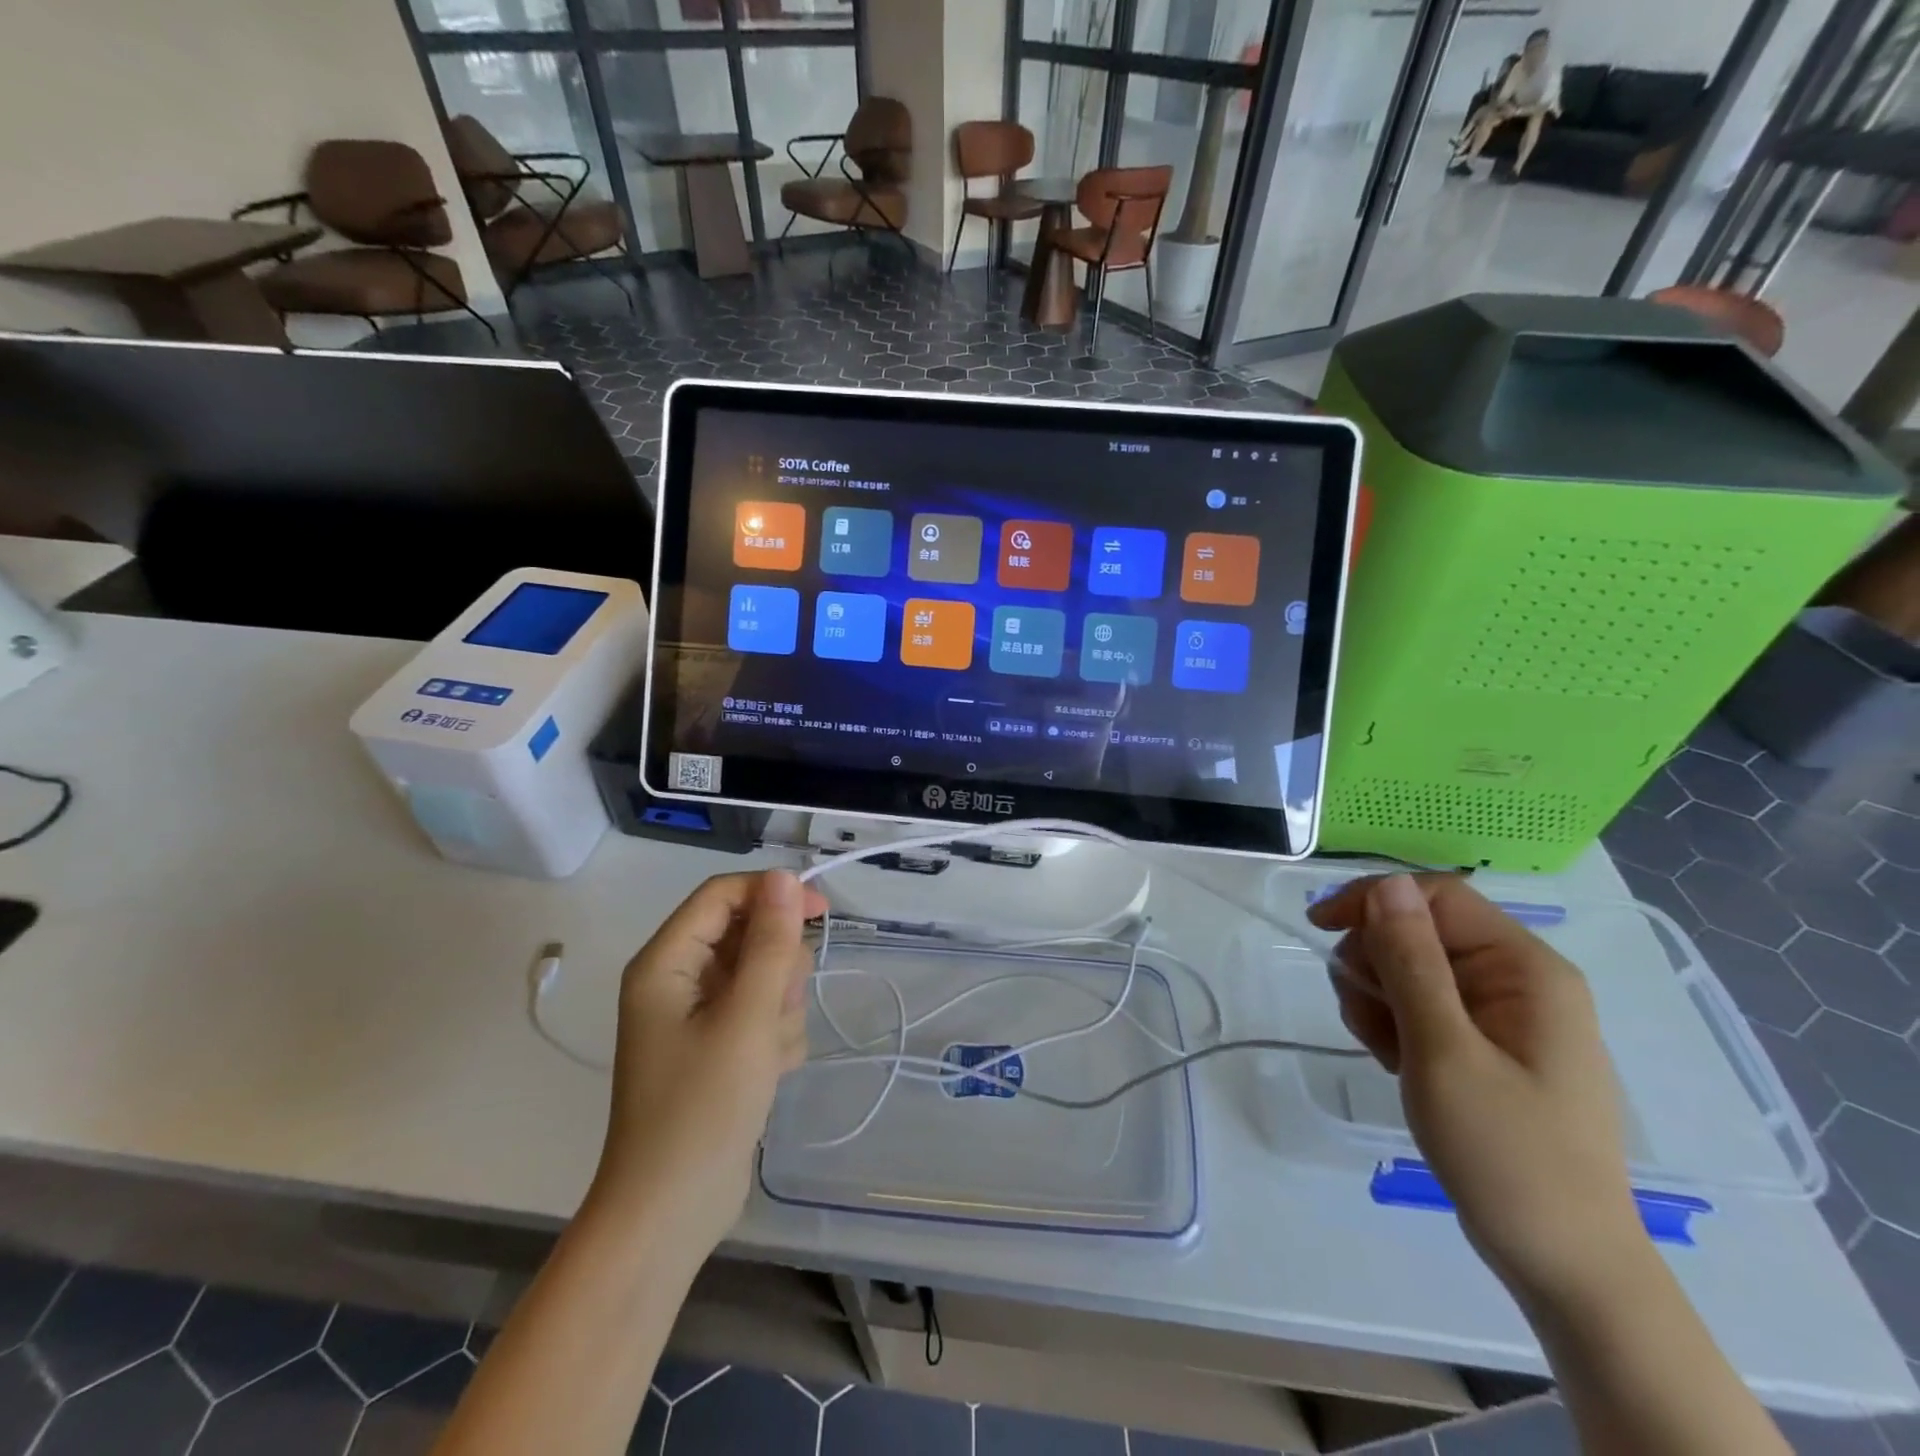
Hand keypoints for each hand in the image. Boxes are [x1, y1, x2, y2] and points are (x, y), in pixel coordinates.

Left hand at [586, 871, 827, 1254]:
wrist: (671, 1215)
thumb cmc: (701, 1109)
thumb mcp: (746, 1018)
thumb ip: (769, 943)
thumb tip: (783, 877)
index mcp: (666, 963)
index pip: (723, 895)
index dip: (772, 894)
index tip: (821, 911)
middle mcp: (678, 981)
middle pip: (747, 936)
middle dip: (776, 969)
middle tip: (775, 1010)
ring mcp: (698, 1017)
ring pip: (763, 977)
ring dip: (779, 1008)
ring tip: (768, 1053)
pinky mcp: (719, 1048)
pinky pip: (762, 1014)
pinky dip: (775, 1037)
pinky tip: (768, 1073)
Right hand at [1307, 874, 1647, 1305]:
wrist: (1563, 1264)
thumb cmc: (1506, 1154)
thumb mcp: (1444, 1052)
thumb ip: (1412, 963)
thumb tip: (1387, 885)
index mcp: (1525, 968)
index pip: (1434, 895)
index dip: (1372, 901)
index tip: (1320, 930)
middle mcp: (1520, 978)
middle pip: (1418, 930)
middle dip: (1376, 964)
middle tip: (1368, 1018)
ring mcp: (1505, 1013)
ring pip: (1411, 967)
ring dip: (1379, 999)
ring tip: (1386, 1052)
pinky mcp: (1488, 1043)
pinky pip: (1422, 1005)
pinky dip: (1395, 1025)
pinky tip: (1397, 1063)